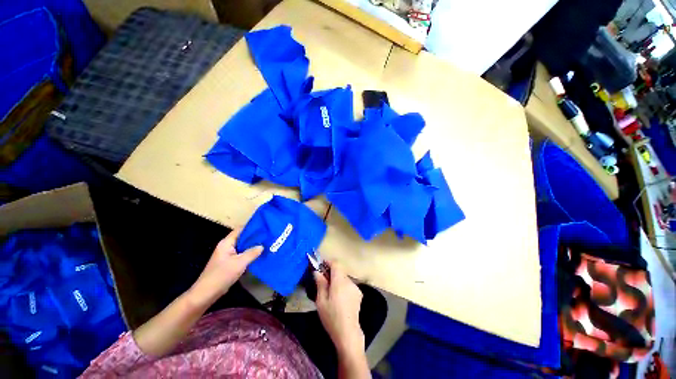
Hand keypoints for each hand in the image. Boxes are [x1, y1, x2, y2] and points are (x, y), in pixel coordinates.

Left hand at [189, 228, 262, 306]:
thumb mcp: (240, 263)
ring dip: (252, 247)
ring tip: (266, 245)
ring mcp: (227, 255)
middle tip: (268, 237)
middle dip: (254, 237)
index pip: (240, 229)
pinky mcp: (229, 262)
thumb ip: (252, 253)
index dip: (252, 227)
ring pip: (242, 247)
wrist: (206, 293)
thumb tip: (262, 246)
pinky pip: (241, 254)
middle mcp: (226, 246)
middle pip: (242, 237)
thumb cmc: (222, 275)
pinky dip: (249, 254)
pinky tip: (258, 256)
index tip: (264, 227)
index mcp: (226, 243)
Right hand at [314, 262, 364, 355]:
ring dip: (337, 280)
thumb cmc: (331, 317)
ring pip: (344, 278)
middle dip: (331, 272)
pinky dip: (342, 286)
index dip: (328, 262)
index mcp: (340, 281)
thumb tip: (317, 271)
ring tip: (330, 292)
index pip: (336, 263)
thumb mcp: (321, 301)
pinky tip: (339, 299)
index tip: (321, 266)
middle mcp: (349, 281)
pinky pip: (348, 285)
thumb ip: (320, 283)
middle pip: (340, 270)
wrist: (348, 333)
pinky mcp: (358, 294)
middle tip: (322, 281)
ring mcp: (355, 287)